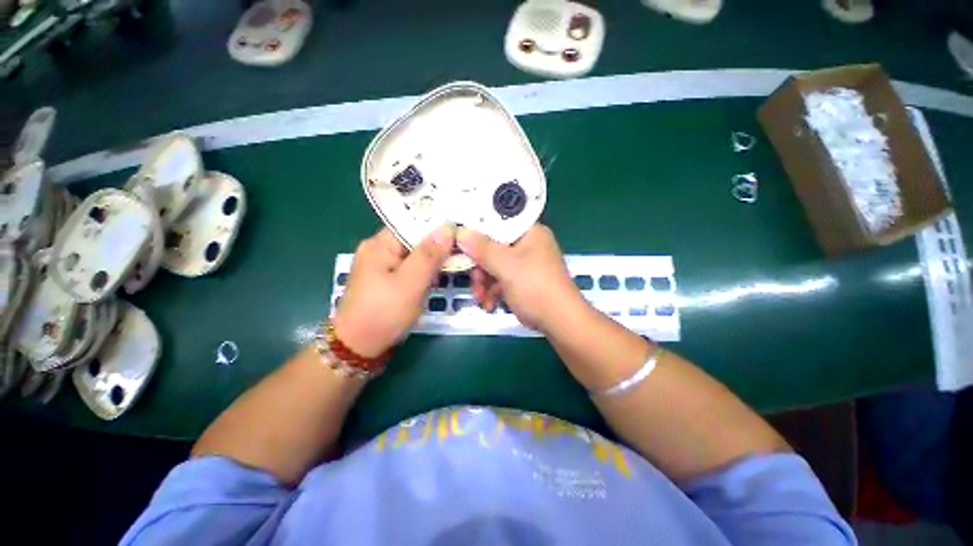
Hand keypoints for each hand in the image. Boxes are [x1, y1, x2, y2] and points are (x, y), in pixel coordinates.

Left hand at [332, 225, 454, 357]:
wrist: (360, 348)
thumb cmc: (383, 313)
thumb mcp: (410, 283)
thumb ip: (429, 255)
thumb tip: (448, 227)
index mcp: (379, 245)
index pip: (411, 223)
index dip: (436, 223)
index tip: (460, 226)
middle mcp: (380, 250)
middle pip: (414, 238)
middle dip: (439, 243)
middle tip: (465, 246)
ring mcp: (385, 266)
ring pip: (416, 254)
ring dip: (435, 258)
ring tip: (459, 258)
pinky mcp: (390, 280)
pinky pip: (413, 267)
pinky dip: (428, 269)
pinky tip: (442, 272)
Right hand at [457, 224, 582, 332]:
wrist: (559, 322)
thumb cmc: (535, 287)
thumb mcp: (506, 265)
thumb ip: (482, 248)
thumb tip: (460, 232)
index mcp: (530, 232)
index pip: (499, 221)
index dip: (478, 228)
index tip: (460, 239)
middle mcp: (528, 244)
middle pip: (494, 246)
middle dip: (480, 265)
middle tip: (473, 278)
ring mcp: (526, 264)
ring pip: (495, 265)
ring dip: (484, 282)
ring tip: (480, 298)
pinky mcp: (523, 281)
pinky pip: (502, 279)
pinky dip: (493, 290)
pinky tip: (488, 304)